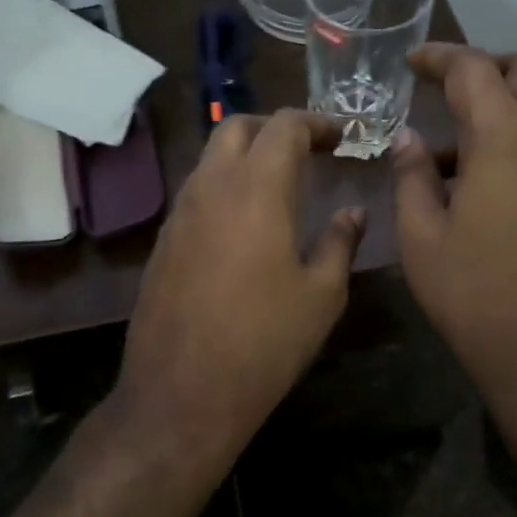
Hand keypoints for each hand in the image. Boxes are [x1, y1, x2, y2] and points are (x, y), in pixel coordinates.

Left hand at [115, 110, 363, 461]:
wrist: (182, 394)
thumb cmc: (264, 343)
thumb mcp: (321, 296)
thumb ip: (339, 243)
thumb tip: (352, 213)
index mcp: (256, 190)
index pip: (284, 127)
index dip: (317, 122)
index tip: (342, 136)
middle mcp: (211, 188)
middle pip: (237, 127)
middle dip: (275, 127)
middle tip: (309, 149)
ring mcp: (179, 213)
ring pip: (211, 158)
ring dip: (246, 155)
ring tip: (280, 182)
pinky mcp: (163, 241)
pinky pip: (196, 192)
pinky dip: (225, 186)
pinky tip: (246, 222)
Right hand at [392, 44, 516, 428]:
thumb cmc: (475, 296)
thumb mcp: (421, 237)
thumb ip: (411, 176)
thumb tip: (410, 139)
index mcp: (505, 141)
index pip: (474, 70)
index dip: (439, 57)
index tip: (411, 62)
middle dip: (487, 66)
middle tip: (446, 88)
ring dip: (503, 108)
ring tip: (453, 149)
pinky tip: (484, 186)